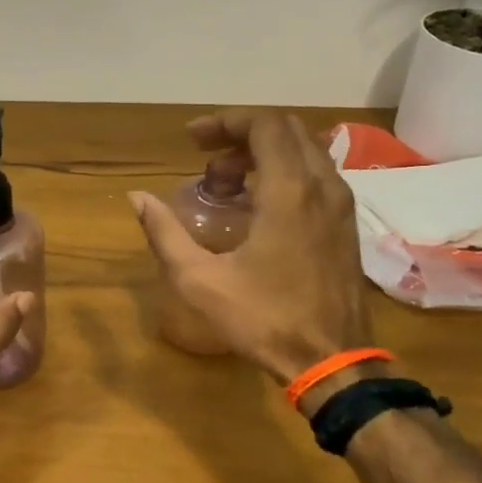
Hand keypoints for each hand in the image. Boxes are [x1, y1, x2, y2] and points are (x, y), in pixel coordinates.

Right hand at [130, 110, 371, 383]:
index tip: (192, 139)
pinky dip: (283, 172)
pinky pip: (315, 174)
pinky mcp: (346, 223)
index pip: (264, 125)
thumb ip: (164, 233)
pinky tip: (256, 205)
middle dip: (241, 134)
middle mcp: (322, 186)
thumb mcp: (200, 280)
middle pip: (285, 130)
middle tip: (205, 159)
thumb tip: (136, 198)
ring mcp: (340, 204)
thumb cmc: (264, 319)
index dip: (225, 121)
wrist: (332, 361)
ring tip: (225, 184)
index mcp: (289, 191)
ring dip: (262, 154)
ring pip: (303, 151)